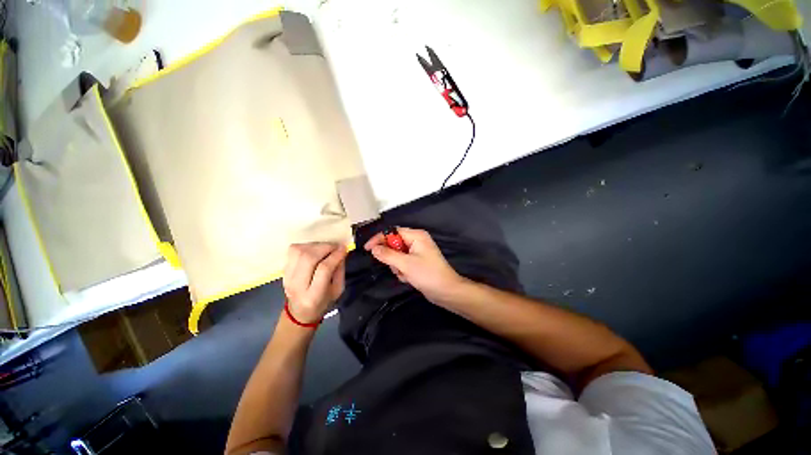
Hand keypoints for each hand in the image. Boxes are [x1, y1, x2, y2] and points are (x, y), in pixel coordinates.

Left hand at [283, 243, 346, 323]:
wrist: (300, 312)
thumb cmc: (323, 302)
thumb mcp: (338, 290)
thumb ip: (340, 270)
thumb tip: (341, 251)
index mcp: (314, 295)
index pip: (323, 269)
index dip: (335, 256)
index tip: (344, 248)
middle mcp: (297, 286)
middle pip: (309, 258)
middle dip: (325, 248)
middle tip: (335, 246)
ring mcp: (287, 277)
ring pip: (299, 252)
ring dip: (315, 245)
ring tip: (325, 247)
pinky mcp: (283, 271)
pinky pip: (292, 251)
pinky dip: (305, 246)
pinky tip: (314, 249)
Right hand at [365, 228, 465, 303]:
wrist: (446, 291)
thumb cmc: (427, 274)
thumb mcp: (406, 264)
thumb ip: (388, 255)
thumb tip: (373, 248)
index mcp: (416, 236)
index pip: (393, 232)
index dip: (379, 239)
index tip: (368, 249)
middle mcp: (416, 241)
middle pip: (394, 244)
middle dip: (392, 258)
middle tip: (396, 267)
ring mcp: (417, 252)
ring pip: (396, 256)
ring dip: (397, 267)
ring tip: (406, 274)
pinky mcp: (417, 262)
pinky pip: (402, 263)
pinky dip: (403, 271)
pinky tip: (409, 278)